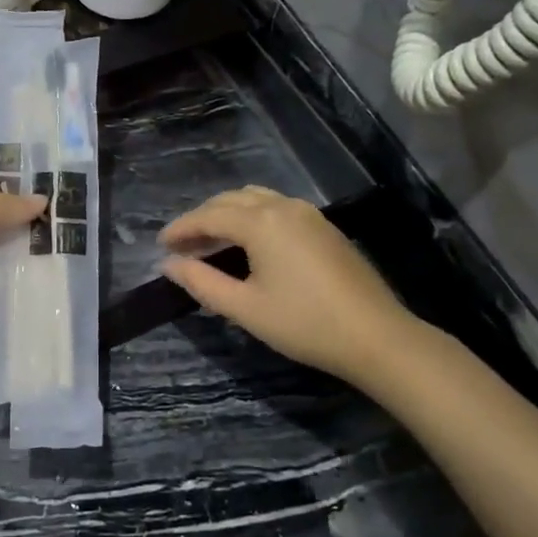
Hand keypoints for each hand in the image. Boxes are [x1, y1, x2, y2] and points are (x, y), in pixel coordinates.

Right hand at [160, 187, 420, 382]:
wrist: (377, 337)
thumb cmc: (305, 324)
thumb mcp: (245, 308)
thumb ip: (202, 283)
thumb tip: (169, 265)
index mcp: (260, 222)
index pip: (208, 216)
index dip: (181, 229)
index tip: (160, 244)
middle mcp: (283, 207)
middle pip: (230, 200)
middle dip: (202, 218)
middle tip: (181, 245)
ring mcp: (308, 214)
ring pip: (255, 199)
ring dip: (227, 214)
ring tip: (211, 241)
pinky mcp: (324, 227)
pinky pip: (276, 208)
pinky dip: (252, 217)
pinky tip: (249, 243)